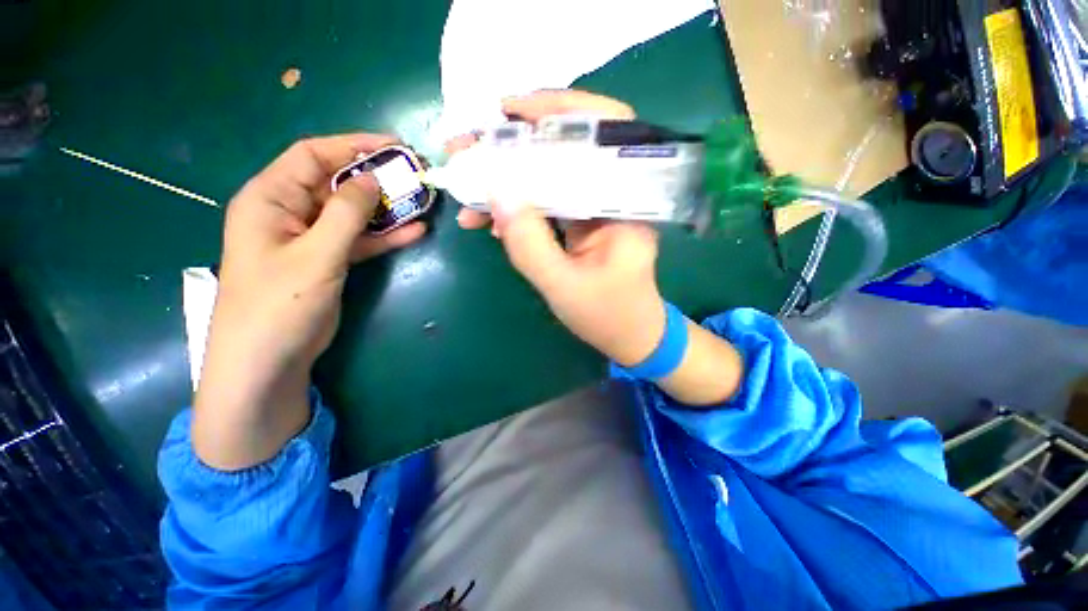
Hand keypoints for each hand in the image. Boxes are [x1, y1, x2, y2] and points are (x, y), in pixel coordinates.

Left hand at [194, 134, 424, 469]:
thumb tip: (371, 178)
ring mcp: (311, 238)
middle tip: (415, 176)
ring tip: (421, 202)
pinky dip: (385, 236)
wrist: (269, 359)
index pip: (313, 155)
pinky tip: (414, 231)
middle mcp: (289, 211)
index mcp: (270, 198)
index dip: (353, 145)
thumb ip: (346, 214)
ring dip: (385, 208)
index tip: (394, 146)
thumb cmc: (280, 304)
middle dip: (375, 178)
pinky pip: (360, 240)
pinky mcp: (329, 260)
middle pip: (336, 183)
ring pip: (353, 213)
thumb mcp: (316, 255)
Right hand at [452, 91, 666, 365]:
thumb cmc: (608, 315)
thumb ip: (529, 244)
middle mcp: (614, 197)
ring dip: (508, 178)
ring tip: (469, 187)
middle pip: (567, 149)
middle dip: (516, 145)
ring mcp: (595, 209)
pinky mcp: (581, 224)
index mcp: (626, 204)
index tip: (508, 110)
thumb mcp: (563, 286)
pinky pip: (546, 203)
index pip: (603, 132)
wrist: (630, 335)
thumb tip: (496, 195)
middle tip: (470, 147)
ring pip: (551, 177)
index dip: (558, 109)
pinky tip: (490, 219)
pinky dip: (517, 206)